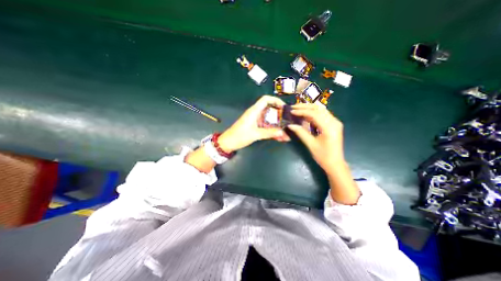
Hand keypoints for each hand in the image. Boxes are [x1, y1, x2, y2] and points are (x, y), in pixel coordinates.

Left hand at [218, 95, 289, 152]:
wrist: (228, 143)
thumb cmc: (239, 136)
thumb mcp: (255, 134)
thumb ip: (269, 133)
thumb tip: (283, 132)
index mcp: (254, 111)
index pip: (266, 99)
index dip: (275, 101)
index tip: (284, 107)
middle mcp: (256, 114)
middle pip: (270, 111)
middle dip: (280, 117)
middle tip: (288, 123)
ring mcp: (256, 121)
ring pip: (270, 121)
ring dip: (278, 127)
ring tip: (286, 135)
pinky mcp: (256, 128)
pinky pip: (267, 128)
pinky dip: (273, 132)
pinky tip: (280, 138)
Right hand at [288, 104, 357, 203]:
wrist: (335, 164)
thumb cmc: (323, 156)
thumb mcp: (310, 144)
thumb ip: (300, 132)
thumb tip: (290, 125)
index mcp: (329, 127)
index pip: (314, 114)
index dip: (302, 111)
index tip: (291, 111)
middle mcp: (334, 122)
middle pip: (319, 109)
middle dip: (305, 107)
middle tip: (293, 107)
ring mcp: (335, 122)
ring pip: (321, 110)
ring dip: (309, 108)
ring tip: (298, 109)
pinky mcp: (333, 124)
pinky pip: (323, 115)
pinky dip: (313, 113)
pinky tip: (305, 115)